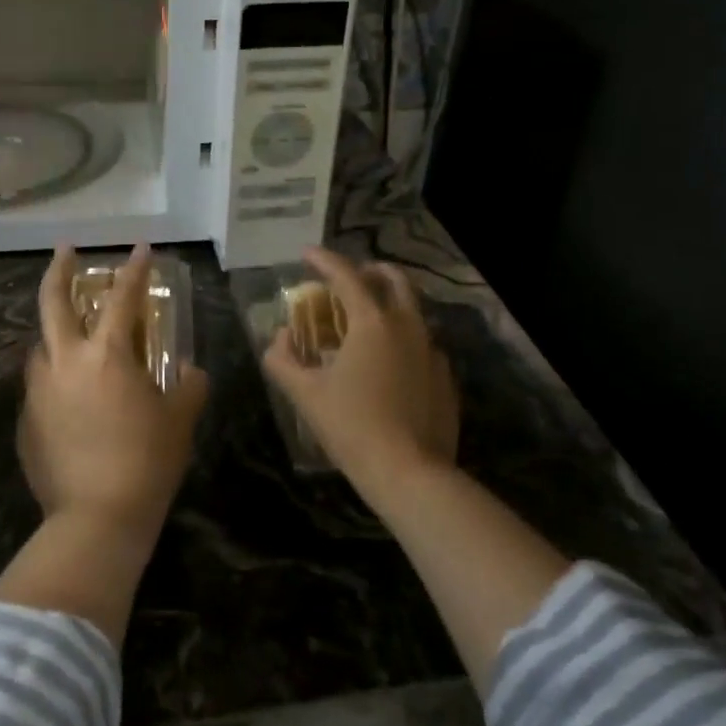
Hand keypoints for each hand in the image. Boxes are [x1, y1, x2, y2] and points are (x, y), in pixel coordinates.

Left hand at [18, 244, 209, 530]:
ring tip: (72, 340)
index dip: (135, 269)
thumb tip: (189, 371)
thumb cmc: (147, 462)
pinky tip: (70, 402)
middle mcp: (65, 362)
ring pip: (40, 346)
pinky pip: (39, 388)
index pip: (122, 297)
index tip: (141, 248)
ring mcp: (39, 391)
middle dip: (60, 270)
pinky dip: (54, 381)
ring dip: (55, 334)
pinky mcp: (26, 422)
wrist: (96, 518)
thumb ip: (190, 387)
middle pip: (52, 301)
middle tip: (65, 252)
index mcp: (105, 355)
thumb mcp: (180, 421)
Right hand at [262, 247, 458, 492]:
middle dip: (370, 270)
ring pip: (413, 311)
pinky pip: (422, 343)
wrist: (409, 472)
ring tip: (365, 321)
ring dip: (388, 304)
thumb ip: (283, 359)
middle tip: (348, 279)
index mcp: (373, 322)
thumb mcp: (305, 393)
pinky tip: (388, 362)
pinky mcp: (444, 377)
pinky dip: (402, 338)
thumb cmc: (351, 426)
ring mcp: (432, 351)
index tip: (307, 253)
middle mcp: (408, 326)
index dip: (324, 260)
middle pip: (394, 280)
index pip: (346, 275)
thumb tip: (280, 337)